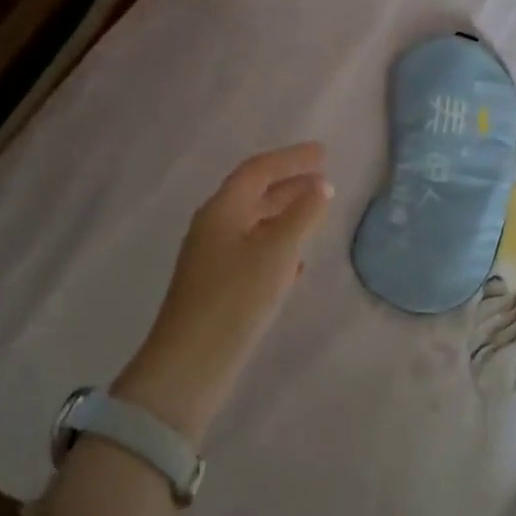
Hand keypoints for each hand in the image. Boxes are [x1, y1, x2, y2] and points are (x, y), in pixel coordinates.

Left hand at [113, 143, 332, 441]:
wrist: (192, 362)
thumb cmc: (237, 297)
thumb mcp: (277, 250)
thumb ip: (303, 214)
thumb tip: (321, 185)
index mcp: (222, 209)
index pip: (258, 170)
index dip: (292, 158)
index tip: (323, 153)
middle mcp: (214, 226)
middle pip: (254, 194)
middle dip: (289, 184)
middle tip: (323, 178)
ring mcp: (213, 257)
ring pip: (255, 224)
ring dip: (285, 214)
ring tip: (316, 212)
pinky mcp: (218, 286)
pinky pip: (253, 251)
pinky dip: (277, 246)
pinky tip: (297, 262)